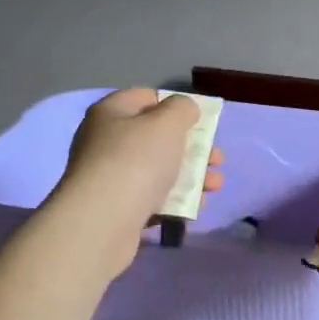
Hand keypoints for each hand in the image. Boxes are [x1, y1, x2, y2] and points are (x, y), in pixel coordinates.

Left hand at [52, 89, 222, 272]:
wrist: (102, 222)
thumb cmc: (136, 161)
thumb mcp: (167, 123)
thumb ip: (182, 109)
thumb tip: (184, 109)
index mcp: (112, 113)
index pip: (147, 98)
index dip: (176, 106)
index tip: (201, 122)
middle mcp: (106, 141)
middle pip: (157, 137)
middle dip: (192, 147)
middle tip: (216, 159)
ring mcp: (110, 176)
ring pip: (159, 169)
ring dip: (191, 175)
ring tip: (214, 186)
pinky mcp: (117, 208)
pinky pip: (152, 198)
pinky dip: (175, 200)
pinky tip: (195, 207)